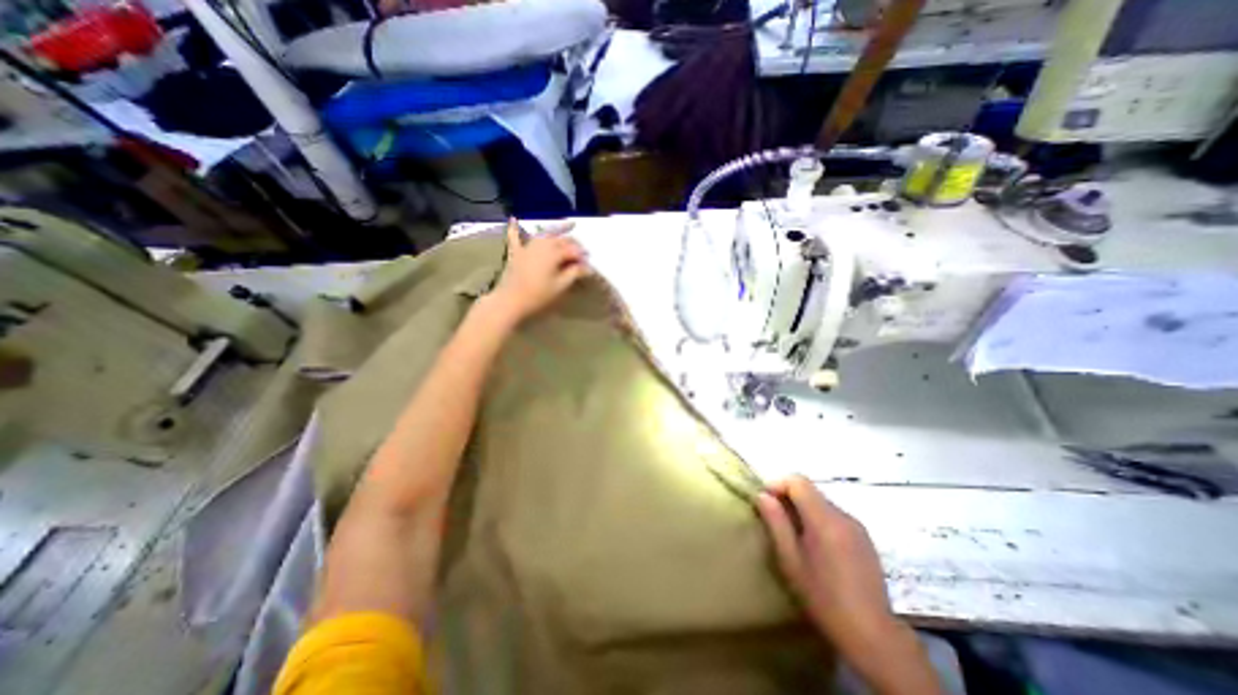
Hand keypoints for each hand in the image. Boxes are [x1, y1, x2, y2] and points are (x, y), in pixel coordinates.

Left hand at [488, 218, 588, 323]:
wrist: (510, 300)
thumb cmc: (538, 295)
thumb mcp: (560, 286)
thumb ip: (574, 273)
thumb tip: (587, 267)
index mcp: (554, 252)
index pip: (573, 250)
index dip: (582, 256)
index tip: (589, 263)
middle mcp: (542, 244)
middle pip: (561, 240)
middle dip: (573, 243)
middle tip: (582, 252)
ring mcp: (527, 247)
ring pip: (545, 234)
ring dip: (557, 230)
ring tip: (569, 226)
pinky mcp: (516, 253)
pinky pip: (515, 237)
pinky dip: (515, 228)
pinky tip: (513, 218)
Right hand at [756, 476, 901, 657]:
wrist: (873, 635)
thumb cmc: (823, 597)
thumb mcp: (790, 560)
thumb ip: (776, 522)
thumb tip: (762, 496)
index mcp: (824, 519)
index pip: (798, 481)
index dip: (778, 484)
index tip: (766, 501)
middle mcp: (843, 515)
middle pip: (810, 490)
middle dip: (789, 498)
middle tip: (776, 519)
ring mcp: (857, 526)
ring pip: (822, 503)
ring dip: (804, 509)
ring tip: (795, 535)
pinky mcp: (865, 538)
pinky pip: (835, 517)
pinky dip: (819, 520)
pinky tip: (817, 547)